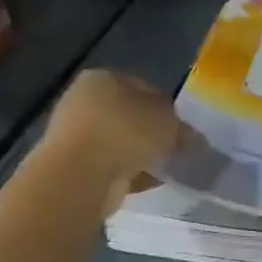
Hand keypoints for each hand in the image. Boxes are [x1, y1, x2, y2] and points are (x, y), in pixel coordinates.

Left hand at [41, 70, 179, 214]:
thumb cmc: (125, 133)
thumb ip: (182, 128)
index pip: (142, 87)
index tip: (182, 128)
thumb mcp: (168, 123)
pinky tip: (147, 184)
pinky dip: (128, 174)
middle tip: (175, 149)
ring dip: (139, 155)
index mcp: (103, 77)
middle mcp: (83, 100)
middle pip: (128, 116)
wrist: (80, 176)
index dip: (166, 107)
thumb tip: (190, 137)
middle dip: (152, 133)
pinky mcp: (72, 166)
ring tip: (163, 169)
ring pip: (118, 143)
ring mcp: (74, 135)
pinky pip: (109, 166)